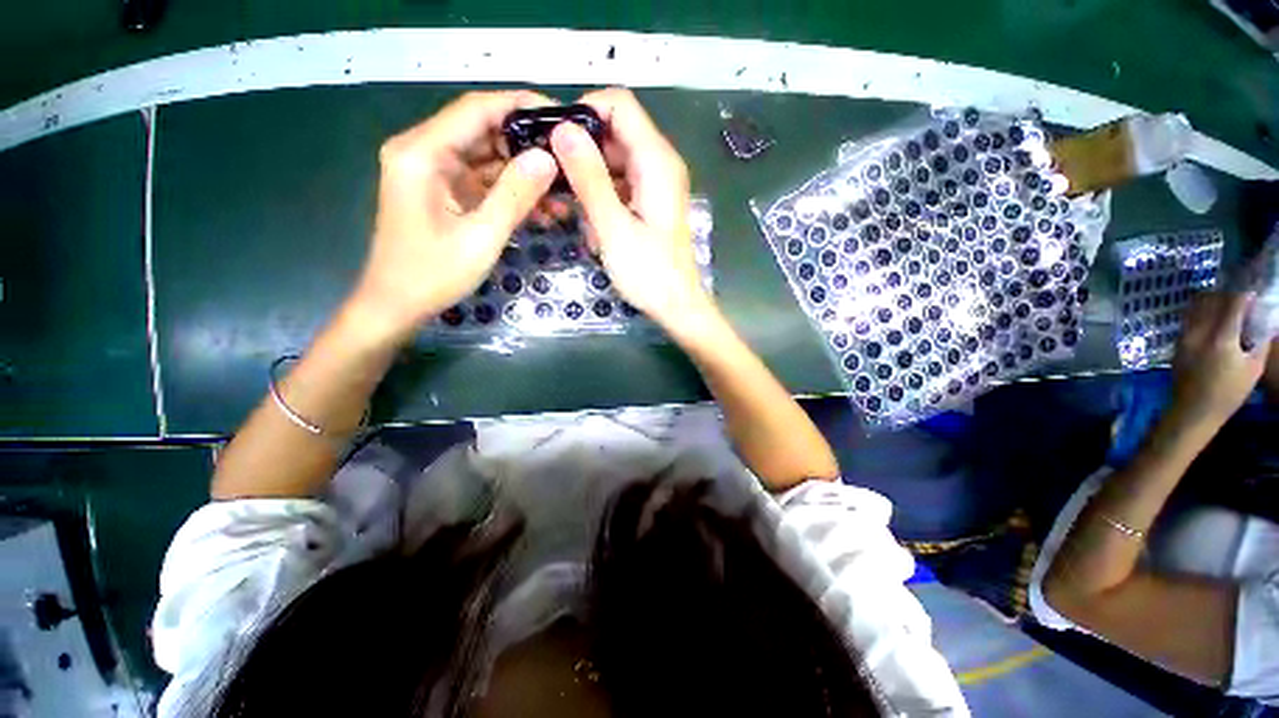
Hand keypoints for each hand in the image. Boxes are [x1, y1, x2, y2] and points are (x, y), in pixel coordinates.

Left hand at [351, 91, 558, 340]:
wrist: (397, 305)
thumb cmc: (433, 274)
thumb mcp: (481, 237)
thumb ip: (515, 195)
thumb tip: (549, 158)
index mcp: (423, 152)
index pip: (477, 109)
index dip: (521, 106)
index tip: (562, 118)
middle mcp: (425, 151)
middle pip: (484, 130)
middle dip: (529, 145)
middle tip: (570, 160)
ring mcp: (434, 172)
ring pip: (488, 158)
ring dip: (525, 173)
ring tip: (564, 192)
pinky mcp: (444, 191)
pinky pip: (484, 181)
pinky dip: (512, 192)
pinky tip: (542, 209)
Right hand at [548, 88, 711, 331]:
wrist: (677, 306)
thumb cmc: (649, 274)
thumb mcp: (613, 228)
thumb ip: (589, 178)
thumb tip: (563, 129)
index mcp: (656, 161)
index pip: (619, 104)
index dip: (583, 111)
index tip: (554, 138)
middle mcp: (660, 163)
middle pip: (615, 129)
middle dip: (581, 145)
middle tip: (552, 173)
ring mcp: (656, 182)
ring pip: (615, 157)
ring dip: (589, 174)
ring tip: (569, 202)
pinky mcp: (651, 201)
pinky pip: (620, 181)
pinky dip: (601, 192)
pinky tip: (590, 218)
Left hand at [1170, 292, 1270, 427]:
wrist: (1193, 411)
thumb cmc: (1229, 393)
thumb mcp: (1254, 368)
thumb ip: (1260, 341)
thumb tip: (1265, 322)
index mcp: (1221, 338)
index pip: (1233, 304)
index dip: (1245, 296)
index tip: (1255, 294)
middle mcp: (1199, 332)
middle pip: (1212, 300)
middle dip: (1227, 295)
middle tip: (1241, 299)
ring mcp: (1185, 336)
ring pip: (1197, 307)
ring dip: (1212, 301)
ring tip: (1227, 306)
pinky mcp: (1177, 343)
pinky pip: (1189, 318)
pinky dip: (1201, 312)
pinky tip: (1213, 318)